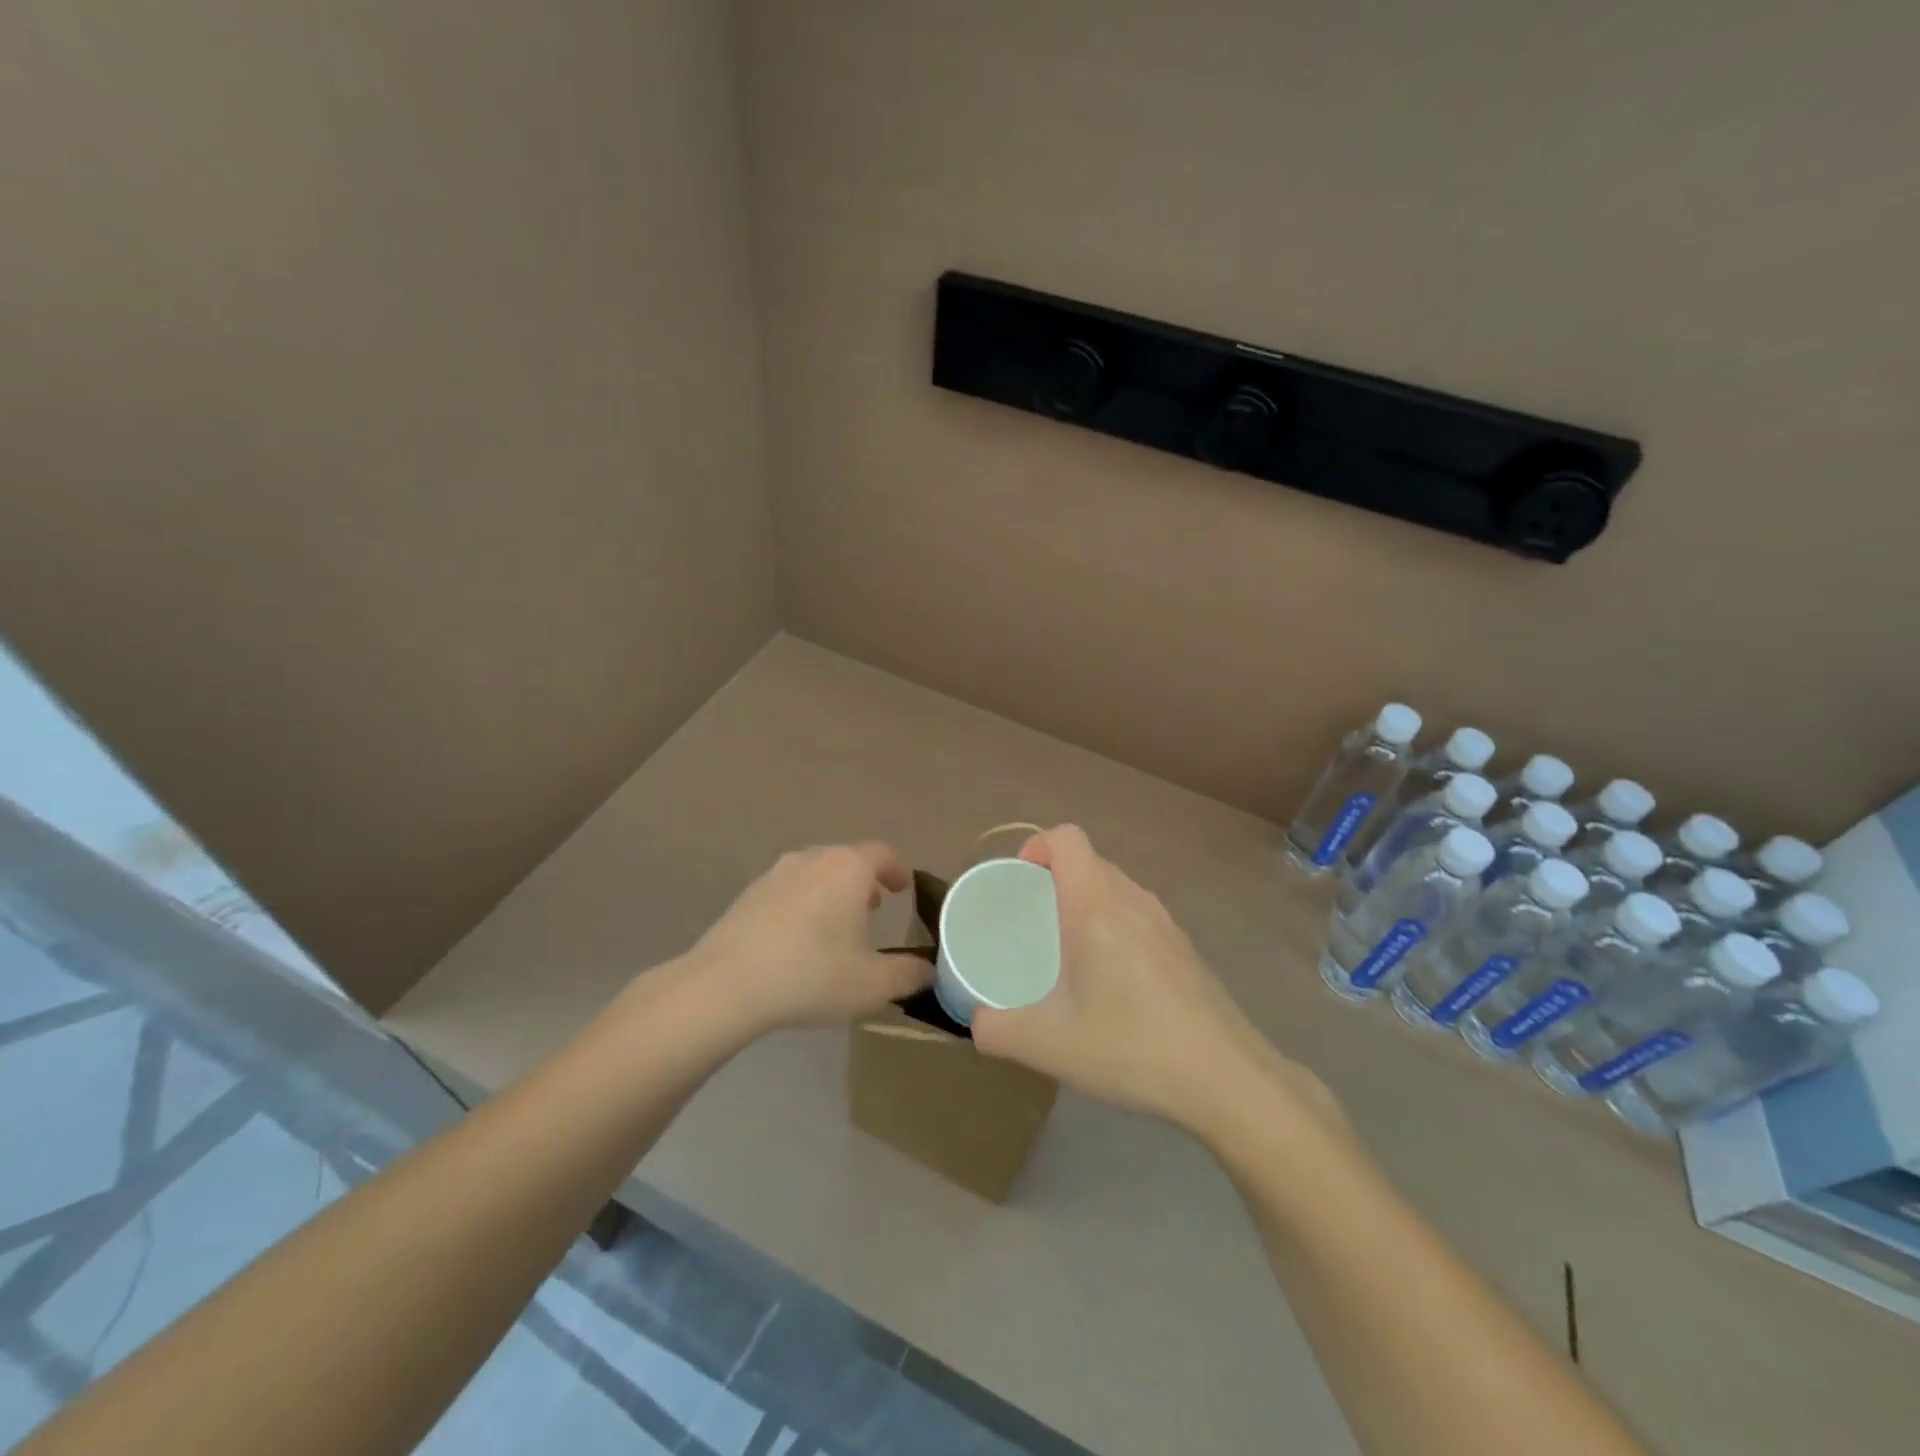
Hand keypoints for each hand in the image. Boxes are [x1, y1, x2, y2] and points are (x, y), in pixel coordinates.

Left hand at [682, 843, 930, 1034]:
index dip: (898, 869)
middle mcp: (813, 859)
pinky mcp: (749, 894)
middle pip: (847, 859)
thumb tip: (929, 971)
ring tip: (836, 925)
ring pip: (816, 872)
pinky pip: (789, 889)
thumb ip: (909, 975)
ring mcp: (776, 873)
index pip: (883, 854)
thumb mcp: (873, 984)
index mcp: (848, 868)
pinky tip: (798, 939)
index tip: (903, 888)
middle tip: (873, 909)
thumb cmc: (811, 975)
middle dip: (865, 881)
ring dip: (832, 891)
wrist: (726, 985)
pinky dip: (803, 903)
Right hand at [971, 826, 1338, 1134]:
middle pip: (1090, 862)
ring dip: (1087, 903)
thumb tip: (977, 1024)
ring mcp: (1166, 923)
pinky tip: (1112, 983)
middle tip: (1032, 922)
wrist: (1227, 1079)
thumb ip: (998, 1031)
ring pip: (1117, 888)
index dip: (1036, 846)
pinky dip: (1115, 927)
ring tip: (1067, 952)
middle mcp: (1134, 900)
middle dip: (1055, 879)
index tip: (1019, 882)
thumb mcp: (1048, 1046)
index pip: (1067, 838)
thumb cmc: (1131, 1047)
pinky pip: (1139, 916)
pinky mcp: (1186, 949)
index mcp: (1096, 905)